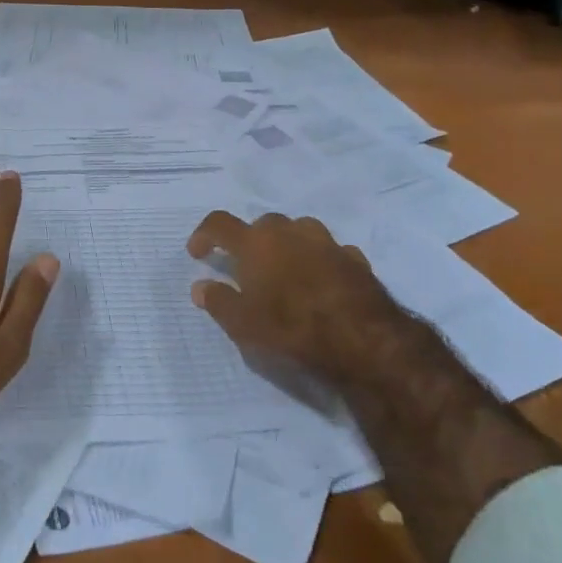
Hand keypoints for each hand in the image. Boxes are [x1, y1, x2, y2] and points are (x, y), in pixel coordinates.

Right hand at [185, 210, 414, 388]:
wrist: (364, 340)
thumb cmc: (292, 328)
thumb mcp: (243, 324)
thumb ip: (218, 301)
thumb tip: (200, 286)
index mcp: (255, 242)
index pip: (219, 223)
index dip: (204, 235)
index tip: (197, 254)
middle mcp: (289, 231)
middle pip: (262, 225)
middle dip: (251, 242)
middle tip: (247, 270)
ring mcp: (326, 241)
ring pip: (299, 232)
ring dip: (288, 247)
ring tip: (286, 274)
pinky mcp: (355, 258)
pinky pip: (329, 252)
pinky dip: (319, 262)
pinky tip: (321, 285)